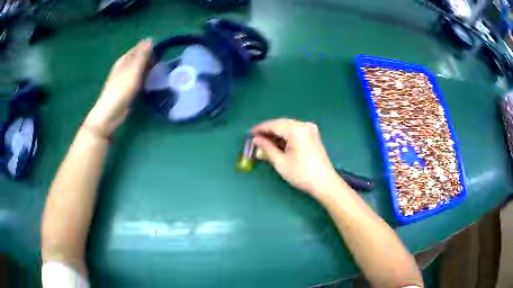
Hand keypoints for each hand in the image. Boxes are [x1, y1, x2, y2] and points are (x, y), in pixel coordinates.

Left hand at [85, 38, 152, 135]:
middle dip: (148, 57)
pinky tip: (148, 80)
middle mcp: (123, 67)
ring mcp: (123, 78)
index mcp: (124, 60)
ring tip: (157, 69)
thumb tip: (150, 39)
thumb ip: (142, 55)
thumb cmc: (121, 90)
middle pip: (137, 58)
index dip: (148, 47)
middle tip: (161, 61)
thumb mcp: (133, 70)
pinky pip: (137, 78)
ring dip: (146, 67)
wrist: (110, 112)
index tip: (161, 50)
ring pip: (137, 68)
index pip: (137, 48)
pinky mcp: (125, 89)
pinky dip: (143, 77)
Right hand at [252, 118, 342, 198]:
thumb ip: (266, 148)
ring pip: (288, 127)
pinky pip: (295, 131)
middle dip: (268, 131)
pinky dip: (285, 137)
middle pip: (281, 124)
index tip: (249, 134)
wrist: (324, 183)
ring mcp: (310, 129)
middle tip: (255, 139)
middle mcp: (304, 125)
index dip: (260, 129)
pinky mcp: (313, 135)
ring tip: (264, 143)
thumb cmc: (301, 174)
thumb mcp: (280, 162)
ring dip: (276, 134)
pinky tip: (277, 144)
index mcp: (296, 129)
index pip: (274, 125)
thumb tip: (256, 140)